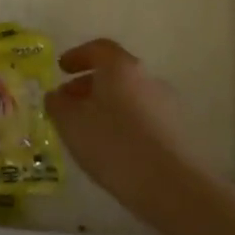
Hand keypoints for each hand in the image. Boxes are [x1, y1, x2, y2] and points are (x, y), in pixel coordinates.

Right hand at [46, 38, 190, 205]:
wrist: (171, 186)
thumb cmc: (112, 144)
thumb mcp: (70, 122)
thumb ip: (57, 103)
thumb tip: (57, 96)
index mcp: (120, 67)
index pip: (98, 48)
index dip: (77, 55)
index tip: (61, 69)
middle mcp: (147, 79)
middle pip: (115, 73)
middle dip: (89, 85)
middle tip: (68, 102)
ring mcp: (167, 106)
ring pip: (129, 97)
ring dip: (106, 106)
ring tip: (87, 129)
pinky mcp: (177, 133)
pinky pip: (142, 118)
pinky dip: (123, 124)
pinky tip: (111, 147)